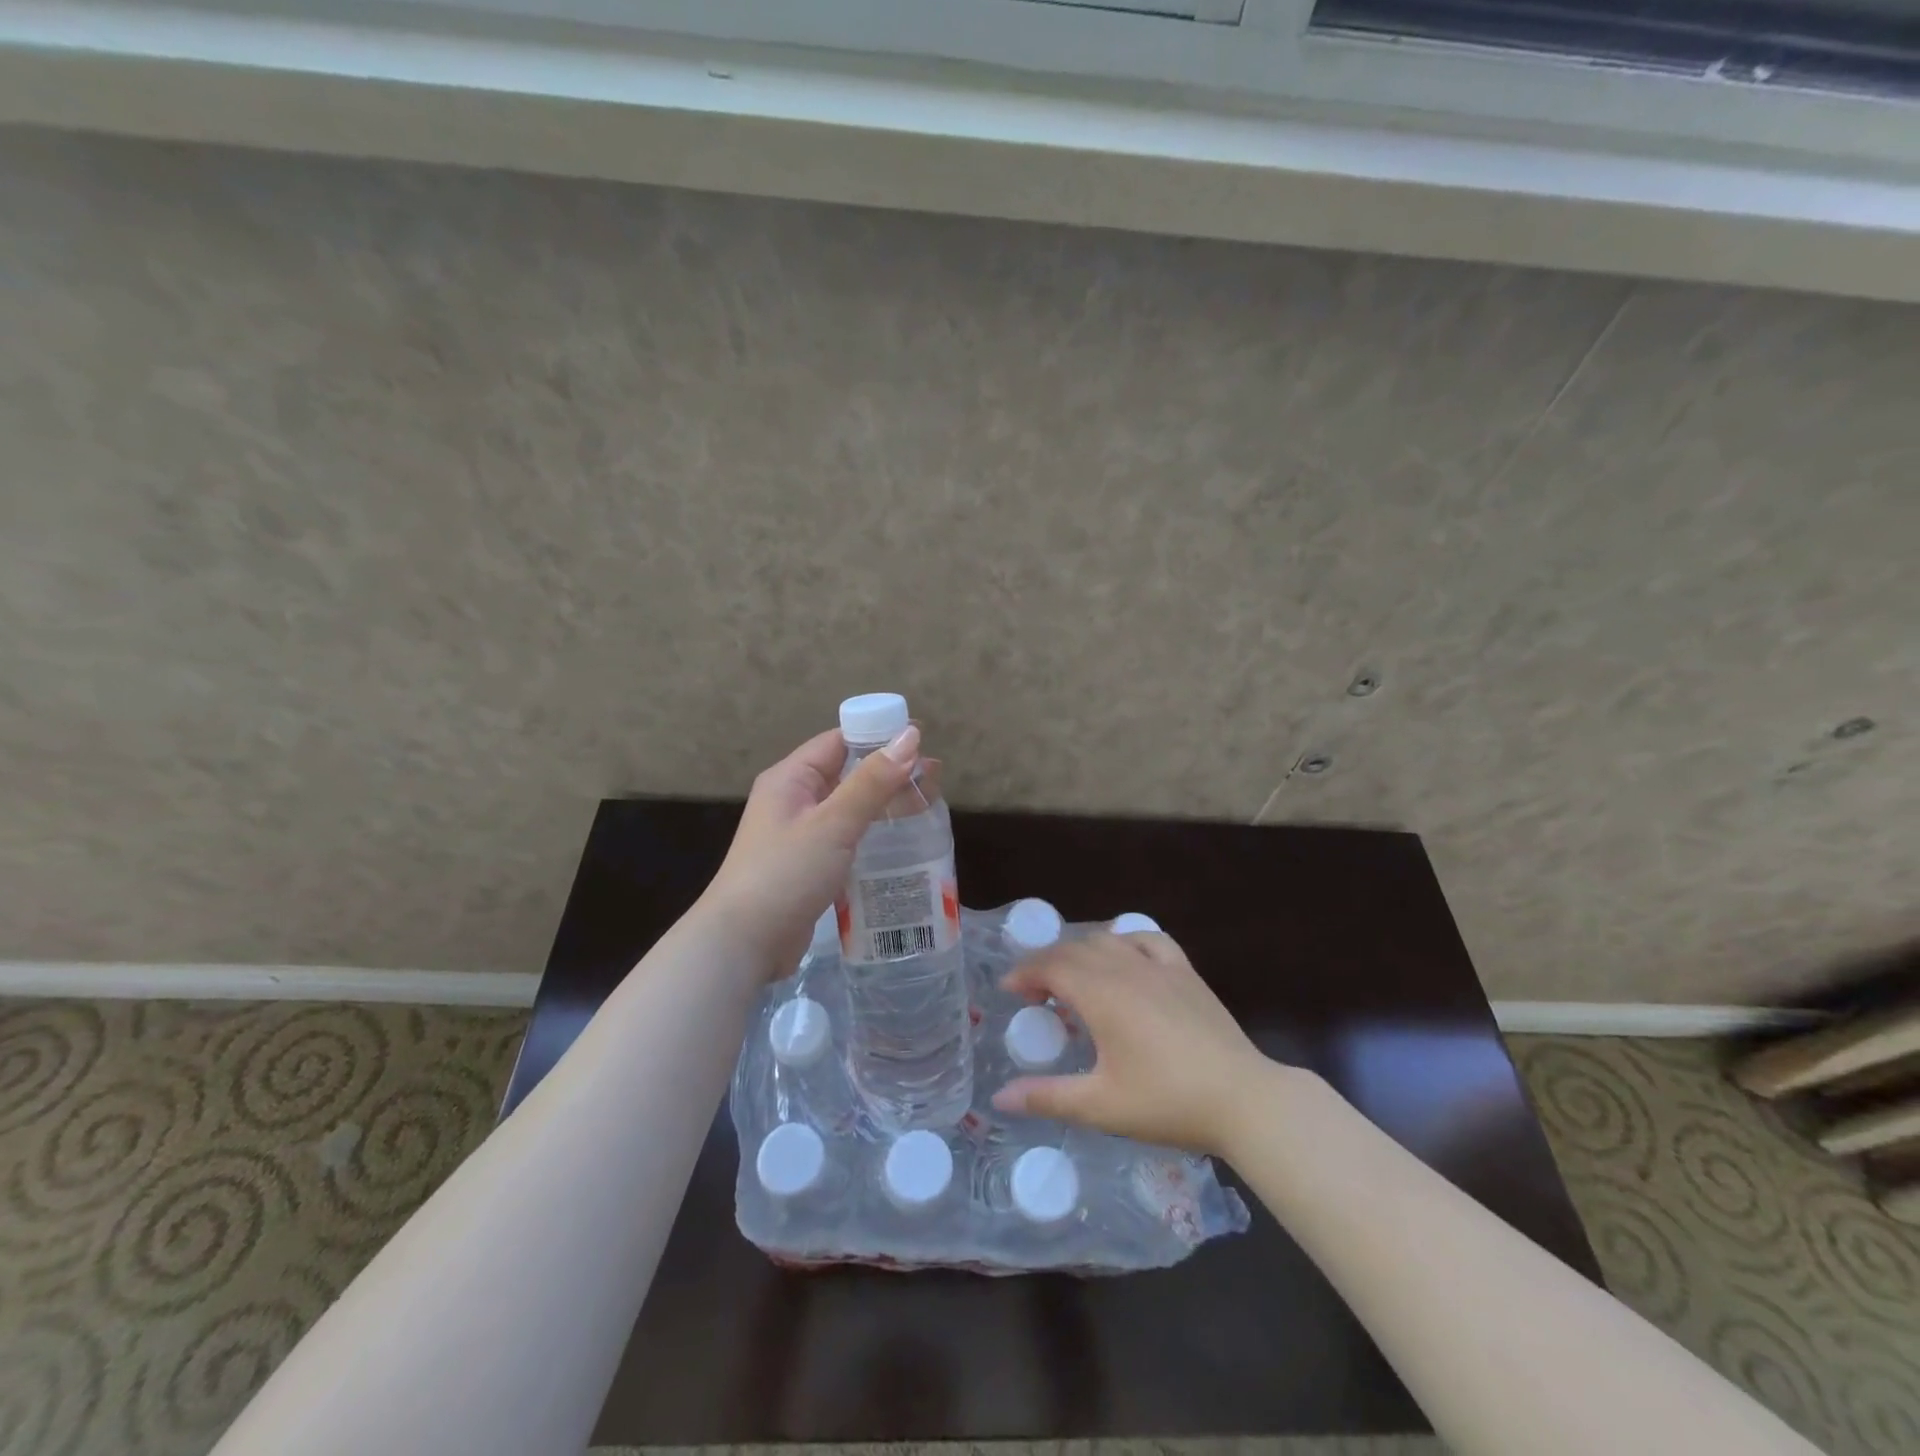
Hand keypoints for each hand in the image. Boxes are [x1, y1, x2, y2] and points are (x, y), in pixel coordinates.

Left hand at [700, 725, 920, 976]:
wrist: (743, 943)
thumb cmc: (786, 873)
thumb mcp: (833, 823)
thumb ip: (872, 781)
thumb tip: (910, 736)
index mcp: (791, 778)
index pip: (839, 741)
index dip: (879, 735)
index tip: (922, 739)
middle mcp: (794, 800)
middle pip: (848, 773)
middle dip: (890, 771)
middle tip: (935, 777)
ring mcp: (800, 834)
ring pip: (850, 806)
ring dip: (885, 802)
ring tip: (928, 804)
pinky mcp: (809, 865)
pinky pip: (847, 836)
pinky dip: (873, 832)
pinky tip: (902, 840)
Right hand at [992, 932, 1271, 1155]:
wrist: (1243, 1099)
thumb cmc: (1167, 1101)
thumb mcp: (1101, 1106)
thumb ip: (1047, 1097)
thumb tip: (1000, 1098)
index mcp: (1100, 993)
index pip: (1050, 966)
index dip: (1024, 973)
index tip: (1009, 991)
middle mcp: (1125, 967)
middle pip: (1074, 949)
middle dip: (1047, 964)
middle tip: (1035, 995)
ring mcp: (1159, 966)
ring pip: (1107, 940)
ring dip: (1081, 952)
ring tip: (1073, 981)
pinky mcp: (1185, 972)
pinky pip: (1148, 939)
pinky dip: (1126, 941)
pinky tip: (1125, 958)